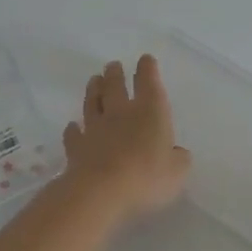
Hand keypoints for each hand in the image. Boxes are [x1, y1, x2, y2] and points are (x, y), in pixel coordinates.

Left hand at [61, 56, 191, 222]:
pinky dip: (73, 129)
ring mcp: (95, 128)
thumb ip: (179, 159)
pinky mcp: (76, 147)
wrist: (100, 191)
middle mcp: (121, 113)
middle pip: (115, 86)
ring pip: (92, 102)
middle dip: (116, 73)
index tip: (145, 59)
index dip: (148, 69)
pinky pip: (74, 133)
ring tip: (94, 79)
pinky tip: (73, 126)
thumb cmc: (146, 176)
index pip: (149, 82)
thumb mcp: (177, 172)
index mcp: (150, 112)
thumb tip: (177, 153)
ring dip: (93, 90)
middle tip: (113, 65)